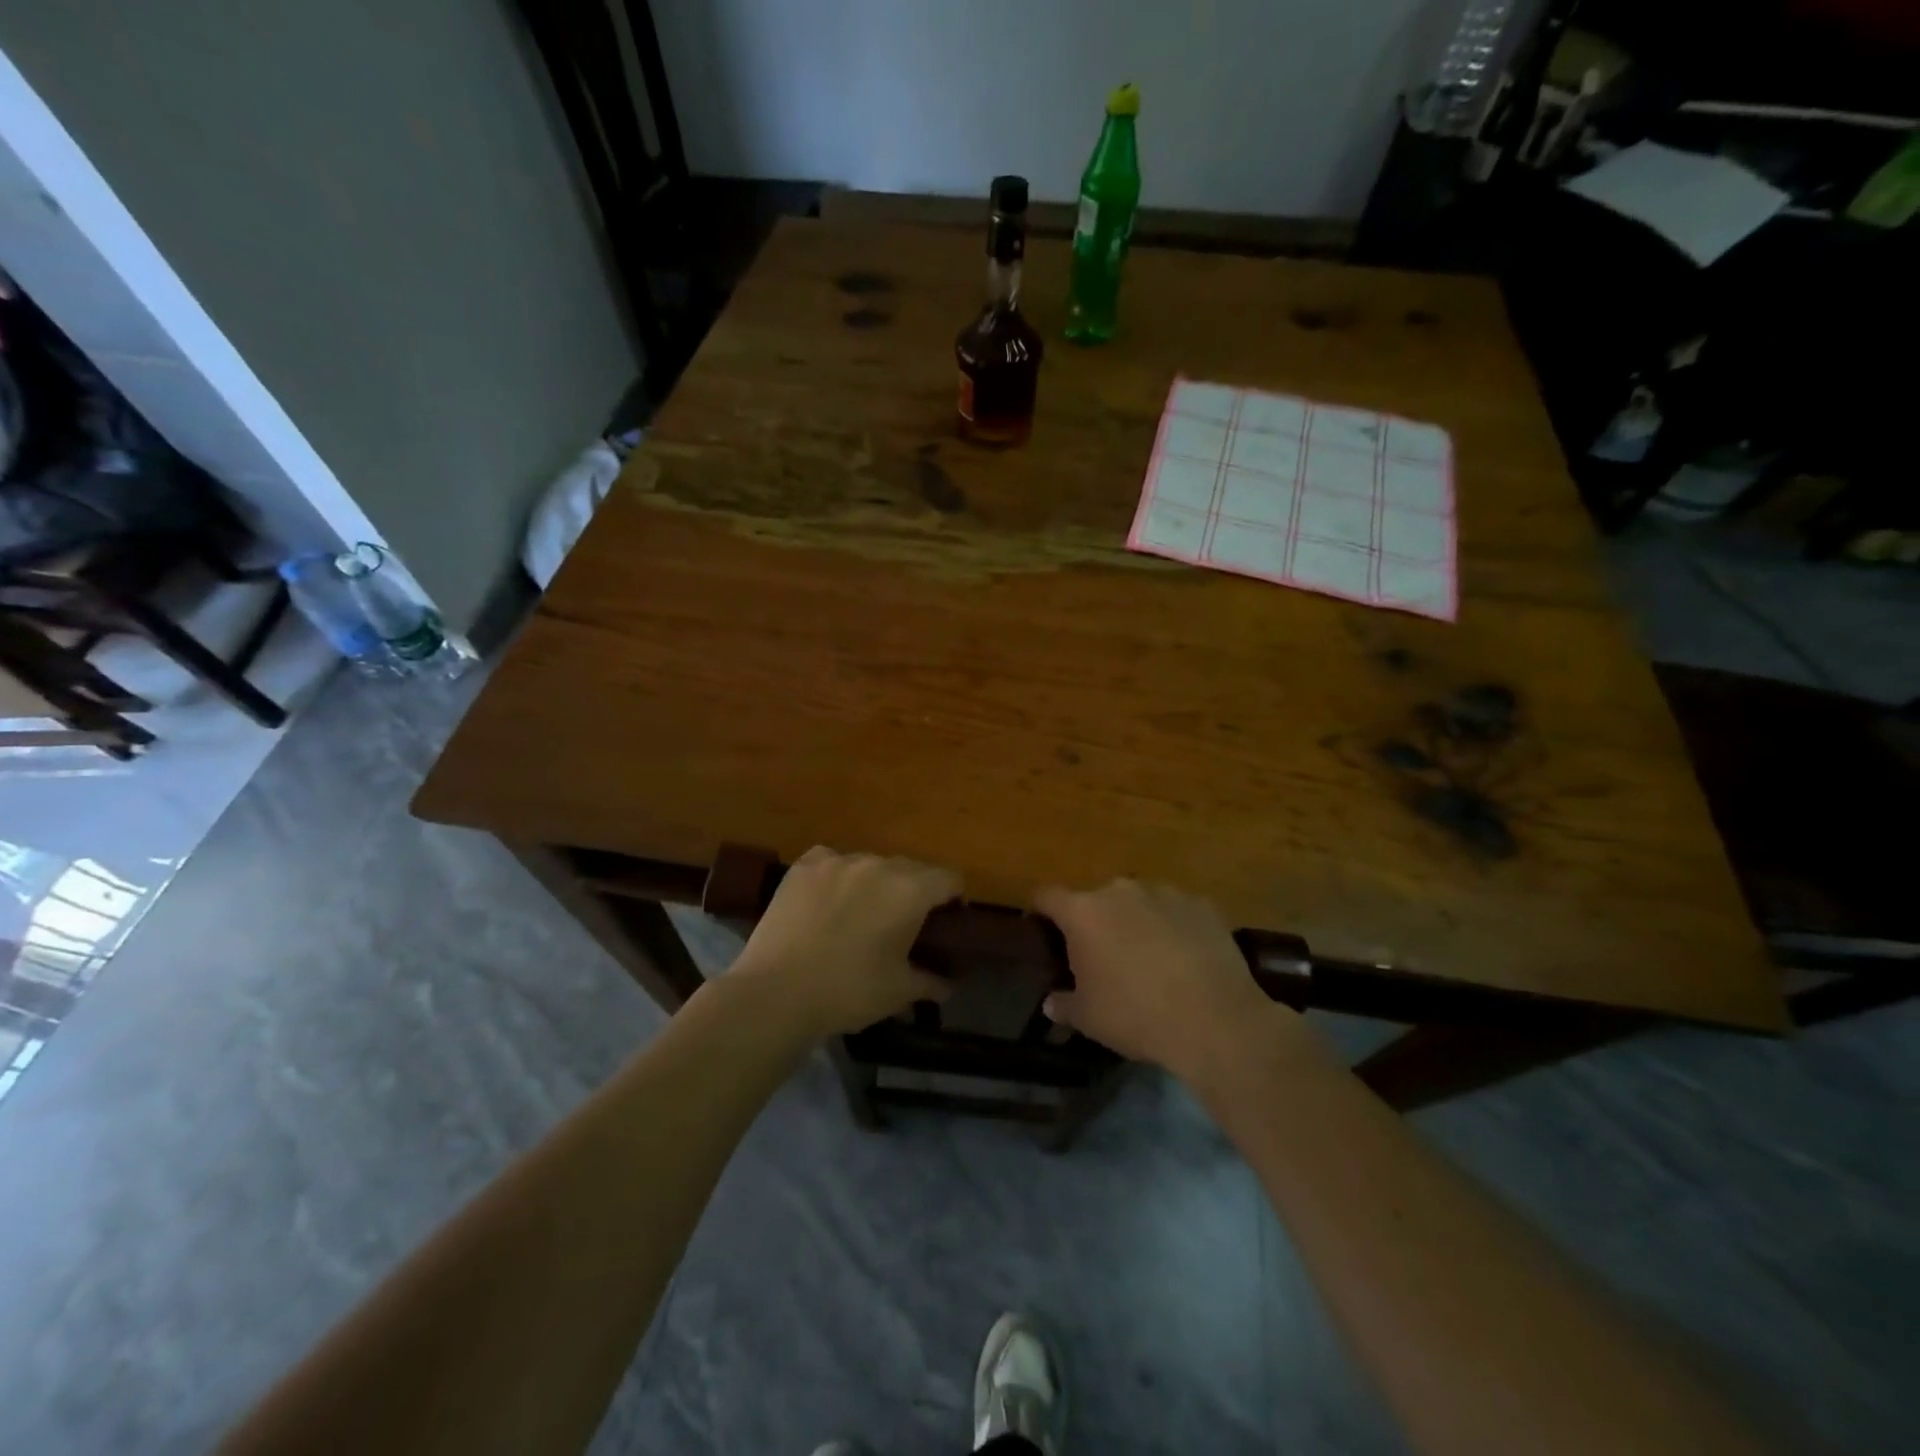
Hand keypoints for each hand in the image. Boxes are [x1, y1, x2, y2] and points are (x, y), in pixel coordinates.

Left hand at [731, 847, 957, 1038]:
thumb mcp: (898, 992)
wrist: (777, 991)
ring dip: (875, 883)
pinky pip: (831, 861)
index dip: (953, 897)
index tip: (948, 919)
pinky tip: (826, 899)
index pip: (948, 878)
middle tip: (904, 922)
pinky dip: (836, 875)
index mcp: (910, 891)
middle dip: (914, 890)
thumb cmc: (848, 992)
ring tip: (860, 912)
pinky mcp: (804, 866)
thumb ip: (930, 982)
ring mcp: (838, 861)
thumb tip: (949, 986)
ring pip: (870, 864)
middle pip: (911, 868)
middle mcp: (878, 865)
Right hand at [1036, 879, 1284, 1078]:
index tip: (1040, 926)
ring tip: (1147, 956)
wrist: (1215, 1019)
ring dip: (1136, 921)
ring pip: (1139, 901)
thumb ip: (1064, 1004)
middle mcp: (1120, 891)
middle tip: (1101, 954)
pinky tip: (1184, 957)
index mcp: (1084, 912)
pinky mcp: (1201, 904)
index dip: (1040, 910)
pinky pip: (1176, 911)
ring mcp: (1164, 893)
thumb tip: (1051, 1003)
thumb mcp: (1089, 1018)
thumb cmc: (1136, 1015)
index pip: (1047, 896)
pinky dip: (1173, 927)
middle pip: (1096, 898)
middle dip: (1095, 921)